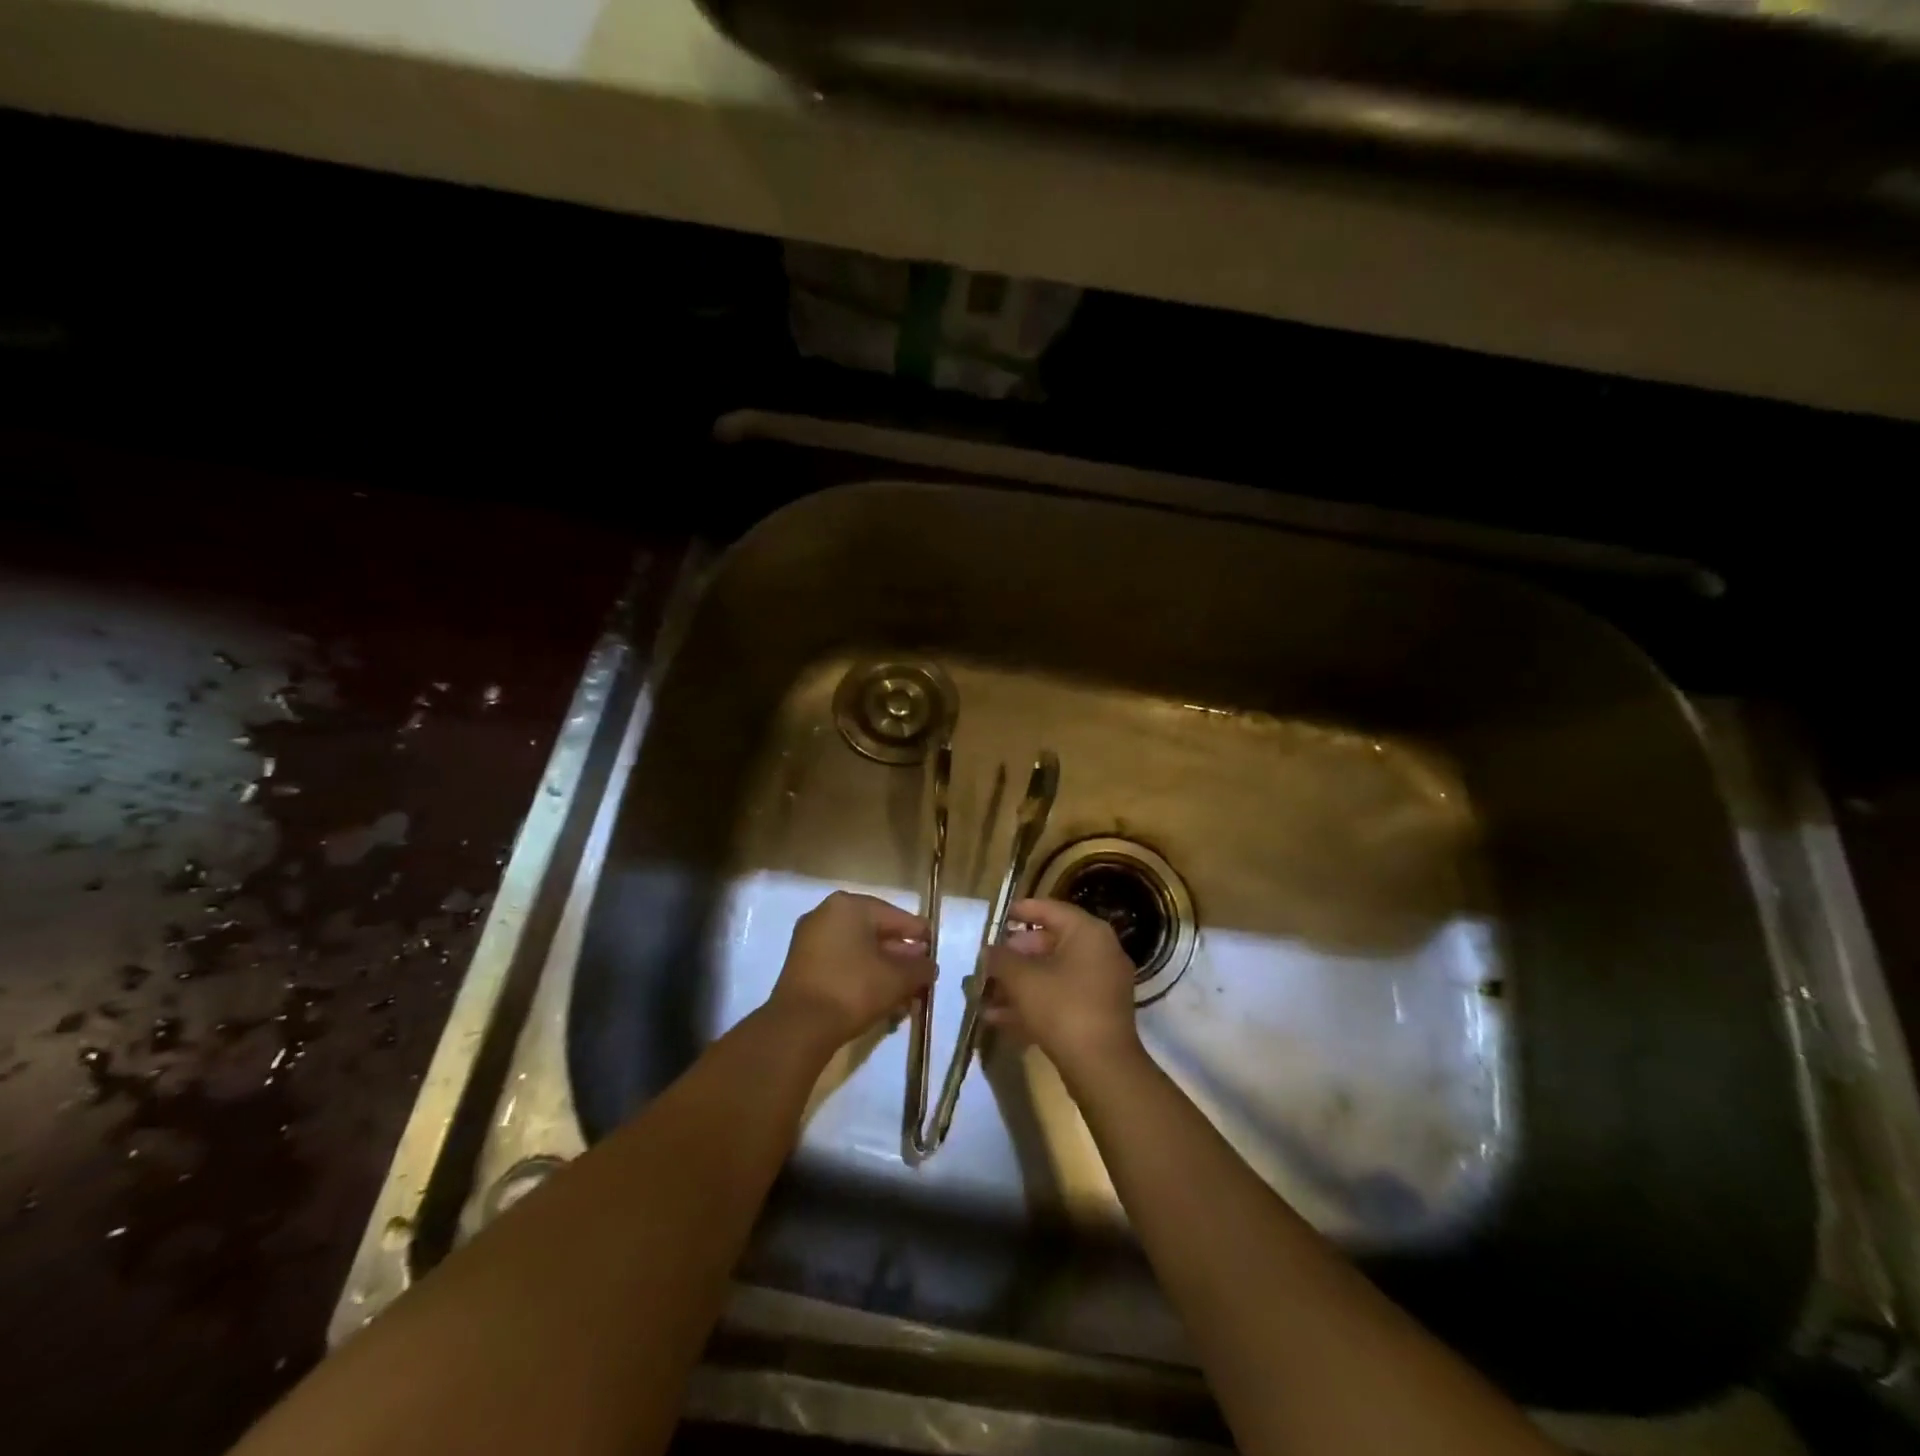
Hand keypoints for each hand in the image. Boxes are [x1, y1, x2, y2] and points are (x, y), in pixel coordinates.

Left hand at [768, 891, 933, 1051]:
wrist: (799, 1027)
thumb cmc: (853, 989)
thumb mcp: (898, 978)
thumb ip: (920, 968)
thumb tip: (928, 965)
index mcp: (849, 906)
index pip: (895, 916)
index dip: (919, 935)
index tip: (935, 951)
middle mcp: (826, 914)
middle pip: (875, 933)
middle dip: (900, 956)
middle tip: (921, 975)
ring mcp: (810, 940)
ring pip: (858, 951)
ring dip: (883, 970)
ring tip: (904, 993)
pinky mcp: (801, 966)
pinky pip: (841, 964)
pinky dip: (862, 976)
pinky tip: (880, 998)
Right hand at [982, 898, 1141, 1083]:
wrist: (1102, 1068)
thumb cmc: (1062, 1008)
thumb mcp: (1022, 979)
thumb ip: (1000, 959)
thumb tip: (988, 951)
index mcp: (1088, 933)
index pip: (1050, 909)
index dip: (1020, 910)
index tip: (997, 916)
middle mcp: (1100, 952)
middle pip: (1050, 943)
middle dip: (1014, 955)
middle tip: (987, 962)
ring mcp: (1101, 985)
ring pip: (1052, 975)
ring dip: (1018, 983)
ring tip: (985, 993)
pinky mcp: (1096, 1014)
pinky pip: (1060, 998)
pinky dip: (1033, 1003)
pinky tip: (997, 1018)